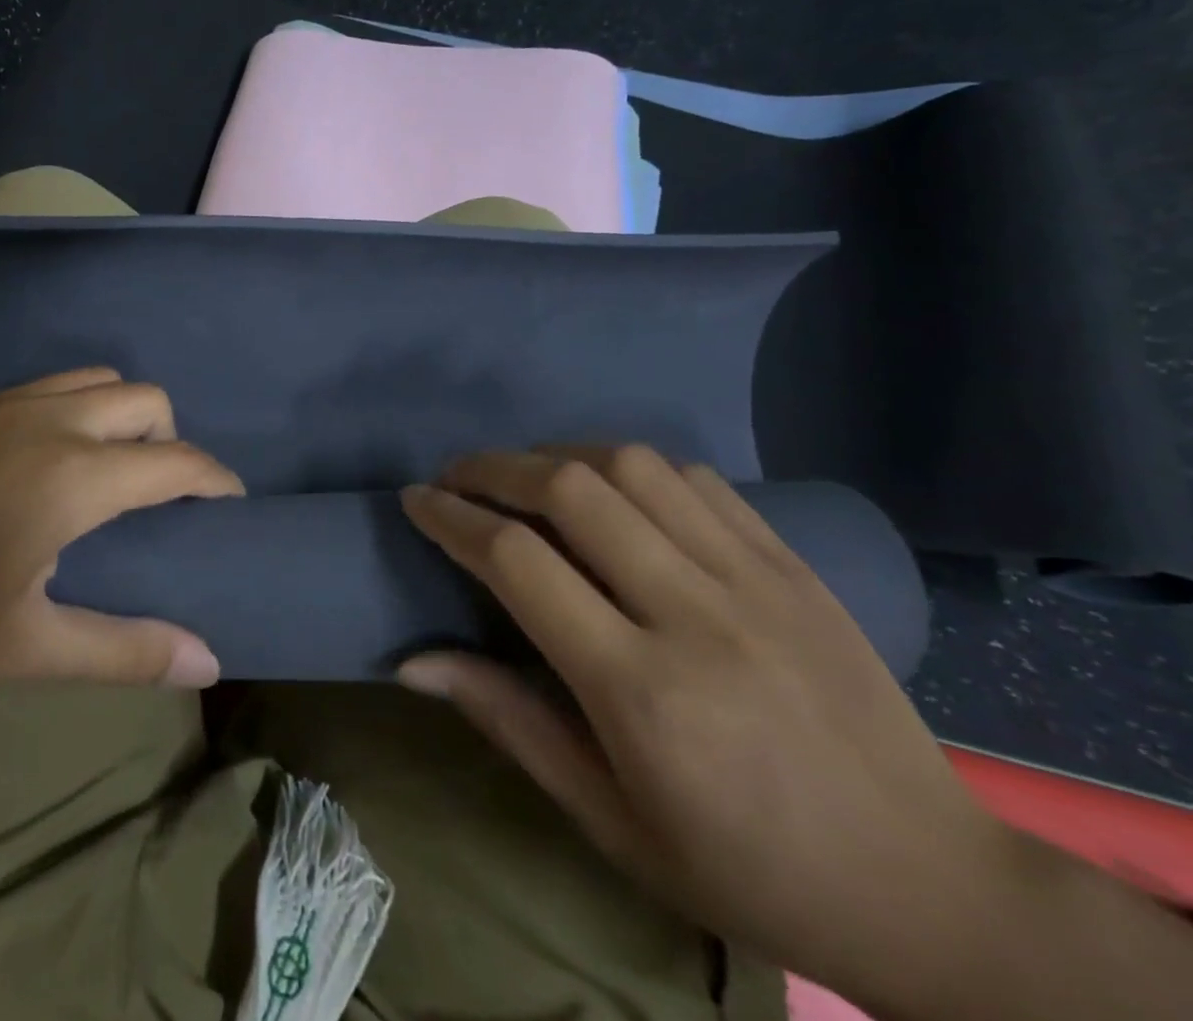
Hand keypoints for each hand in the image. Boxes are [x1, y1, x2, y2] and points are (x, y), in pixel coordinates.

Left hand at [0, 368, 241, 702]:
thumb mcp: (18, 651)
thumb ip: (121, 650)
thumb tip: (208, 661)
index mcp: (71, 476)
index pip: (176, 462)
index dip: (216, 482)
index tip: (231, 510)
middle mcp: (49, 421)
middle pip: (145, 399)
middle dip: (171, 441)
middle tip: (161, 502)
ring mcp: (4, 405)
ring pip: (98, 380)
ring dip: (124, 417)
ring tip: (111, 478)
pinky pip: (54, 386)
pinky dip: (81, 410)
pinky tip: (52, 466)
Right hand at [395, 446, 1017, 999]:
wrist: (930, 889)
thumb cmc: (745, 869)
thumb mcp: (609, 820)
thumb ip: (507, 721)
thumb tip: (412, 661)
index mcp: (640, 690)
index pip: (517, 562)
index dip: (452, 518)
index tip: (416, 501)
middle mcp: (693, 614)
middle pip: (570, 490)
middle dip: (493, 468)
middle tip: (456, 476)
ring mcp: (753, 579)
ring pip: (631, 466)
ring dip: (558, 454)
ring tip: (524, 474)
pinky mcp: (791, 564)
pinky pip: (694, 479)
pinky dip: (630, 465)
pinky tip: (609, 486)